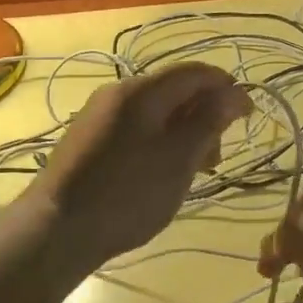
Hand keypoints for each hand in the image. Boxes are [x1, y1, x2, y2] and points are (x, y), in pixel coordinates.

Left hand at [28, 63, 249, 270]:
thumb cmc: (126, 194)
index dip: (226, 88)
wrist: (54, 230)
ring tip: (194, 171)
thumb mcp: (178, 159)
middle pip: (175, 90)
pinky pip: (137, 128)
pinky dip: (160, 142)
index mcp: (141, 90)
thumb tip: (236, 92)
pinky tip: (163, 173)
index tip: (247, 117)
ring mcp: (100, 115)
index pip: (195, 71)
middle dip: (204, 116)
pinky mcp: (90, 138)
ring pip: (157, 112)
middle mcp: (119, 92)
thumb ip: (209, 121)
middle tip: (216, 158)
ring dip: (184, 133)